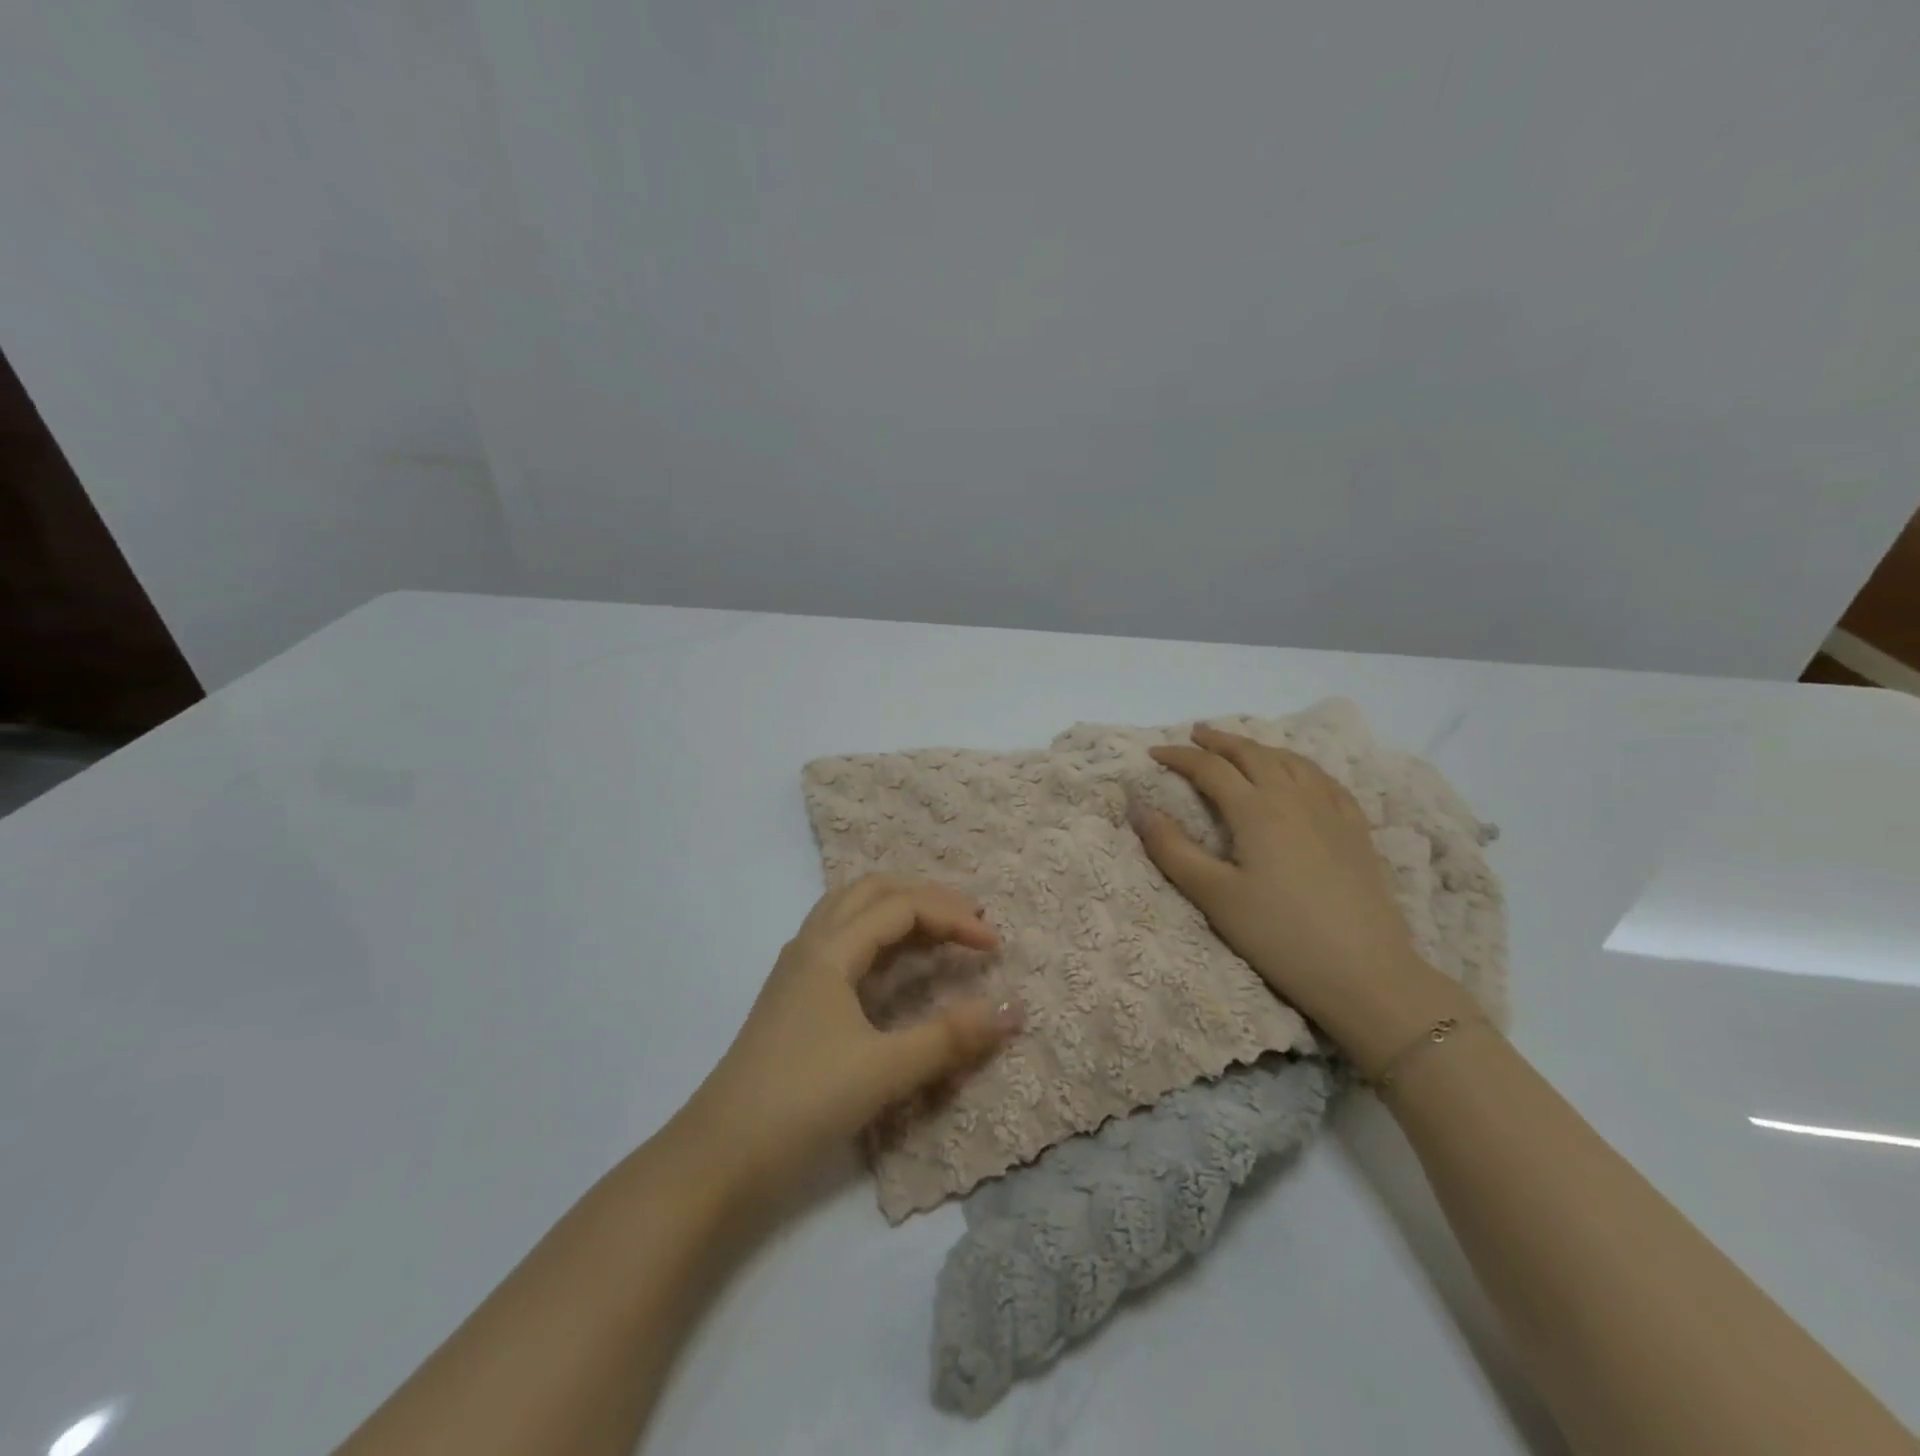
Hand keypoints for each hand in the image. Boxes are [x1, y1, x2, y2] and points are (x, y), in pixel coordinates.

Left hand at [675, 876, 1021, 1202]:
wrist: (718, 1157)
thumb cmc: (802, 1102)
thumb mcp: (884, 1070)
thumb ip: (950, 1037)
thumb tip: (1014, 1008)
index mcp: (829, 950)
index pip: (901, 907)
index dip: (952, 918)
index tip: (994, 946)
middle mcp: (810, 945)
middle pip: (872, 892)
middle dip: (925, 897)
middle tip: (969, 920)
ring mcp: (797, 970)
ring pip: (850, 911)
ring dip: (897, 909)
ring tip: (937, 930)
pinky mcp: (793, 997)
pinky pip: (840, 940)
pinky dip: (876, 936)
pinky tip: (892, 965)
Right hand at [1131, 724, 1471, 1075]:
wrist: (1364, 972)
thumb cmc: (1279, 935)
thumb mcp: (1214, 896)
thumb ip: (1172, 850)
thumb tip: (1139, 809)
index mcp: (1256, 810)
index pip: (1210, 768)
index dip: (1180, 756)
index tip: (1155, 753)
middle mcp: (1293, 798)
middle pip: (1252, 754)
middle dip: (1220, 741)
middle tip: (1196, 735)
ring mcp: (1330, 811)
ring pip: (1290, 761)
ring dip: (1259, 747)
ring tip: (1241, 747)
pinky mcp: (1356, 830)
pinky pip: (1325, 780)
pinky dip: (1300, 766)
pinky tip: (1300, 774)